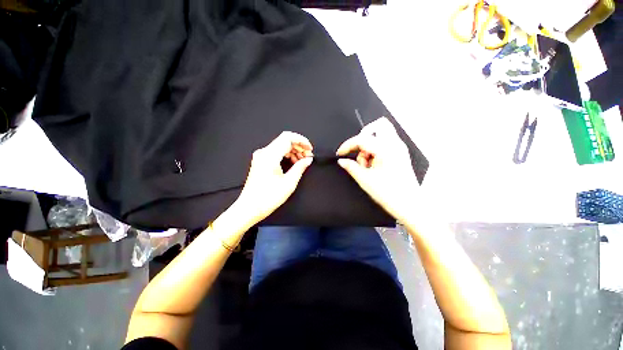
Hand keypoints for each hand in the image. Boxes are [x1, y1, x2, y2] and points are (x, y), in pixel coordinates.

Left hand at [235, 131, 313, 223]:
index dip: (301, 140)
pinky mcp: (261, 161)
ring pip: (281, 145)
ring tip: (302, 160)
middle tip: (308, 156)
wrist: (250, 208)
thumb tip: (308, 159)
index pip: (288, 137)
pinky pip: (276, 152)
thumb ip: (300, 167)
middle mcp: (264, 153)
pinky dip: (287, 154)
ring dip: (293, 150)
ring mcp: (261, 156)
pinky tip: (293, 162)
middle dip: (299, 146)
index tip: (310, 148)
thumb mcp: (289, 183)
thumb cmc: (268, 198)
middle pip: (285, 140)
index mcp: (270, 156)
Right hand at [336, 117, 417, 222]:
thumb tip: (342, 161)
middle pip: (378, 125)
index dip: (348, 145)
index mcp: (385, 149)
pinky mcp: (401, 154)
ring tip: (367, 164)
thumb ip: (351, 167)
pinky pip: (385, 143)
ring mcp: (400, 148)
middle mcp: (395, 144)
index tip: (340, 153)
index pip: (361, 139)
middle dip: (363, 137)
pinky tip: (373, 164)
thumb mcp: (365, 180)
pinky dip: (376, 149)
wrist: (409, 205)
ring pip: (381, 134)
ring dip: (369, 145)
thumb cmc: (389, 194)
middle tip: (357, 152)